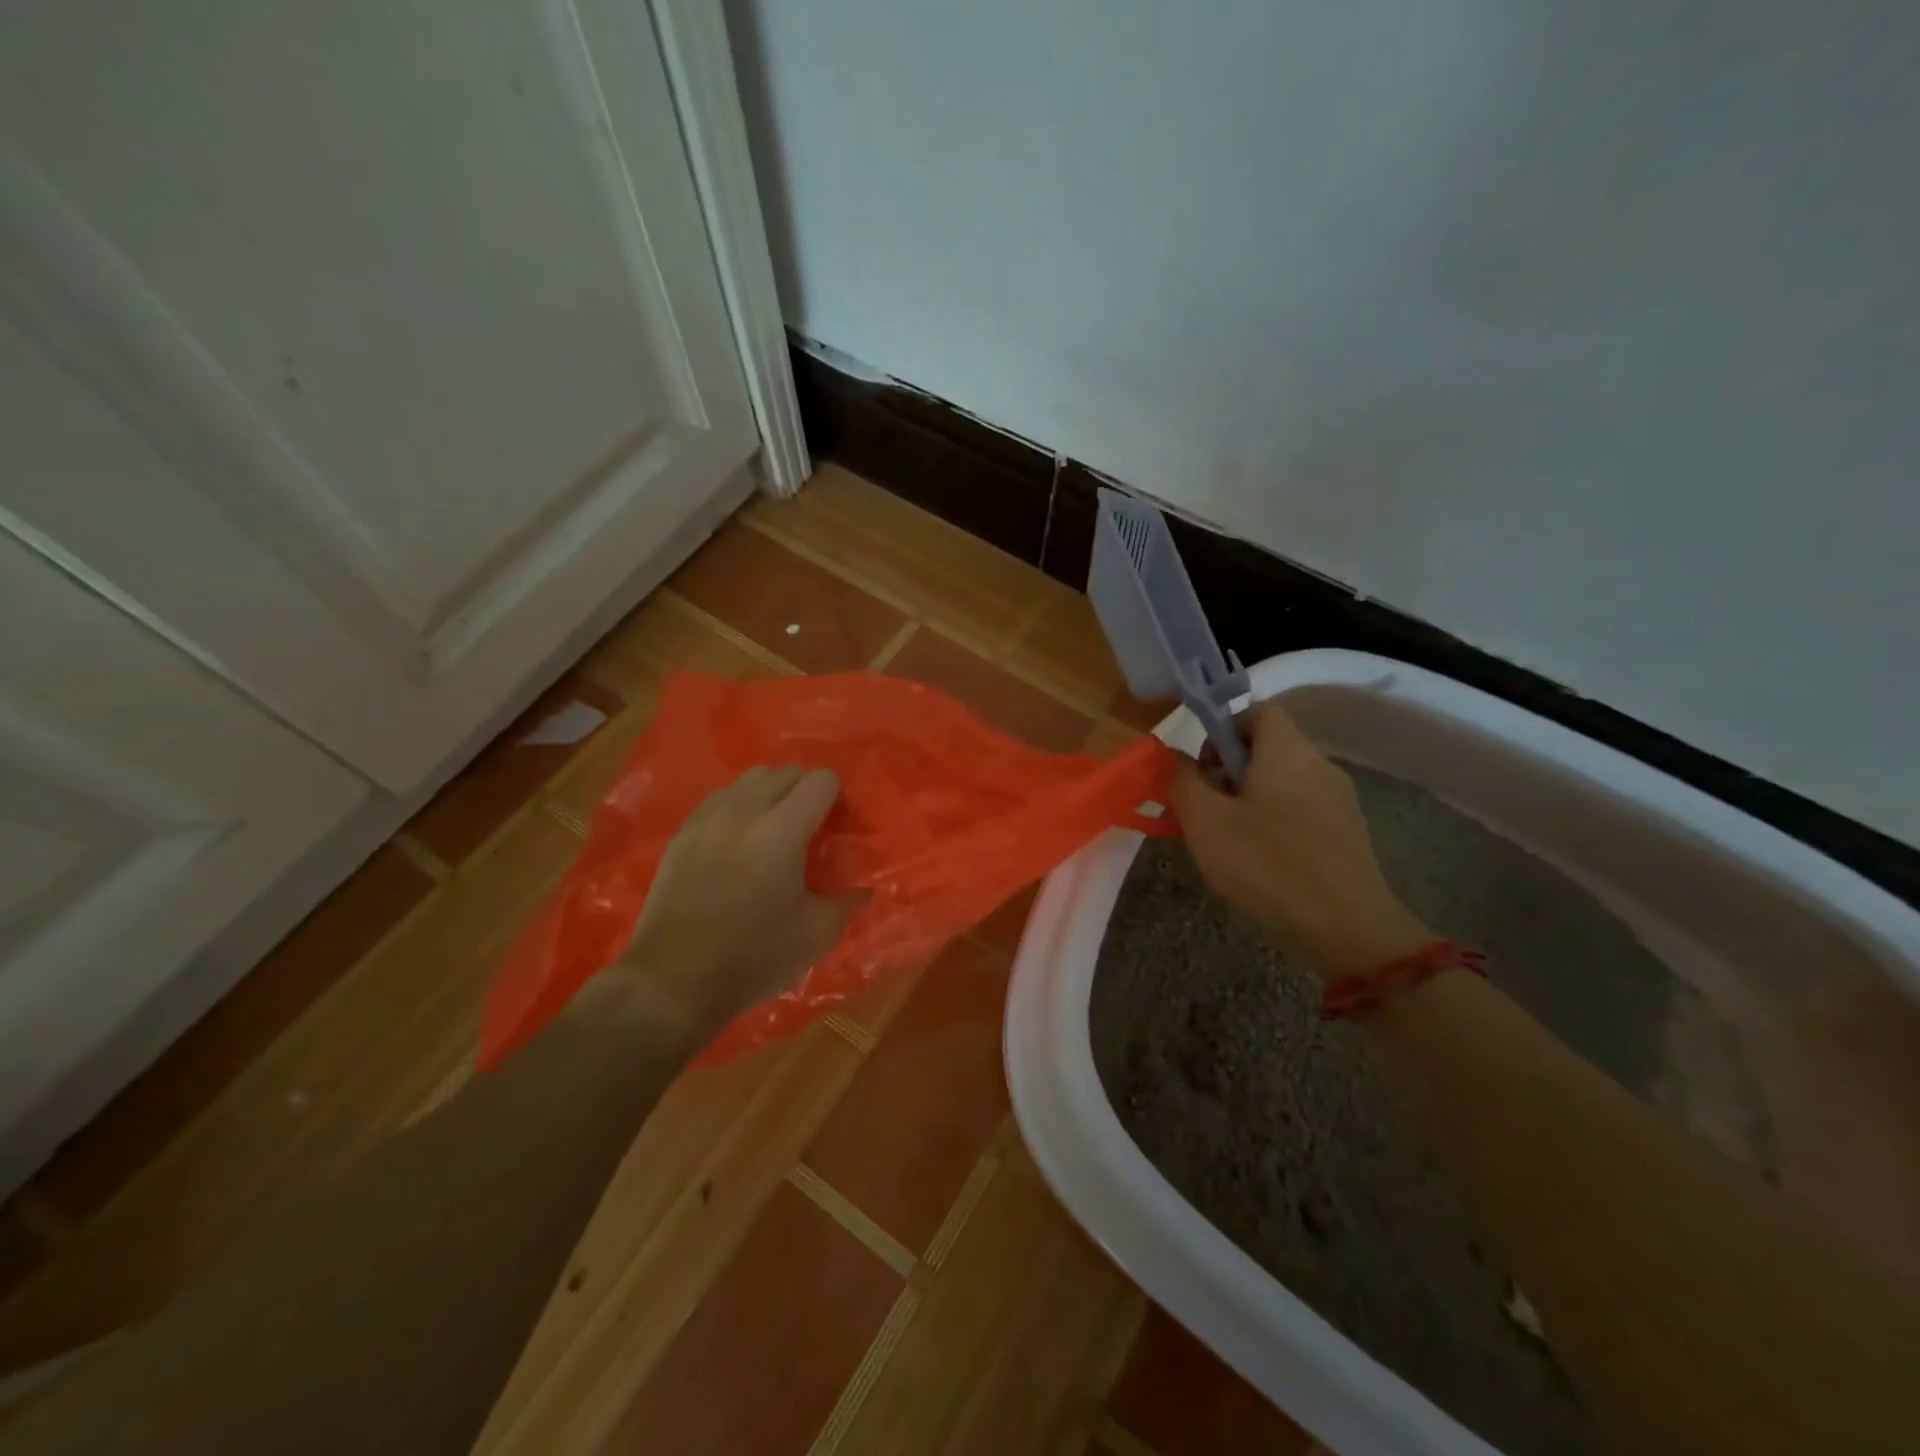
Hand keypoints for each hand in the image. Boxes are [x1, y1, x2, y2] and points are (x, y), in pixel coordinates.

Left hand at [618, 765, 862, 1030]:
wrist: (673, 981)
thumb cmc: (753, 958)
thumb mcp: (815, 935)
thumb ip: (848, 902)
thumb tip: (866, 887)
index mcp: (782, 831)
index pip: (821, 780)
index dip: (836, 798)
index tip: (835, 828)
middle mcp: (745, 811)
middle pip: (786, 772)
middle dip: (805, 793)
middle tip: (808, 830)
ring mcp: (708, 818)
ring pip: (751, 779)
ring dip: (771, 794)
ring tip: (773, 830)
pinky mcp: (683, 832)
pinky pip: (721, 798)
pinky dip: (739, 806)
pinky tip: (739, 841)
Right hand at [1169, 703, 1432, 976]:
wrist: (1347, 930)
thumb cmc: (1267, 866)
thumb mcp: (1206, 822)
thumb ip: (1182, 780)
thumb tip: (1173, 755)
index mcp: (1287, 751)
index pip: (1257, 711)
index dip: (1223, 728)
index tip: (1202, 768)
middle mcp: (1320, 765)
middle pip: (1270, 747)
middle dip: (1230, 770)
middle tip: (1206, 810)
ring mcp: (1340, 800)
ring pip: (1285, 781)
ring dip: (1251, 798)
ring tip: (1229, 841)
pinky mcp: (1349, 833)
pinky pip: (1303, 809)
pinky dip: (1277, 821)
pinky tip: (1263, 862)